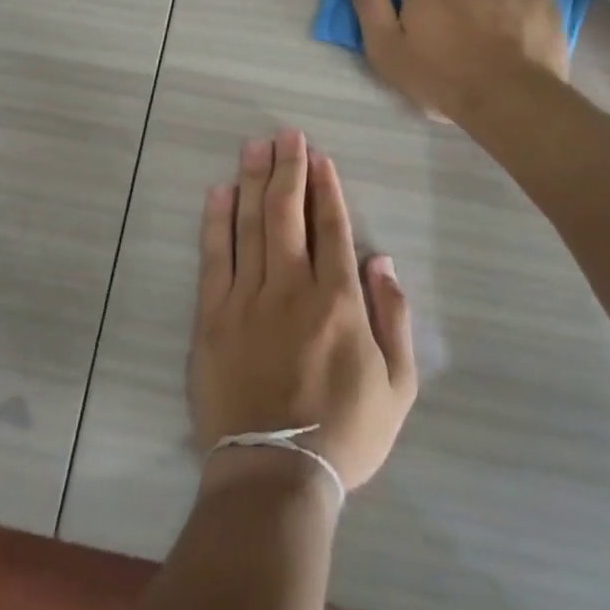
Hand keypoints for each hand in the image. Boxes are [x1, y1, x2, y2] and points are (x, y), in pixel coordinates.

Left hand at [191, 129, 417, 495]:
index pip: (331, 227)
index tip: (319, 157)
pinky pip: (215, 256)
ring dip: (254, 180)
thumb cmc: (344, 433)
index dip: (326, 187)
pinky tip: (220, 192)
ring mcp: (247, 297)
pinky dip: (217, 221)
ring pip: (252, 224)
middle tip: (286, 134)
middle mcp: (292, 286)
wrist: (274, 474)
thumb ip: (395, 318)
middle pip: (289, 213)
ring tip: (255, 146)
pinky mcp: (213, 314)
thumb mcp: (397, 386)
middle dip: (289, 168)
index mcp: (338, 300)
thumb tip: (383, 261)